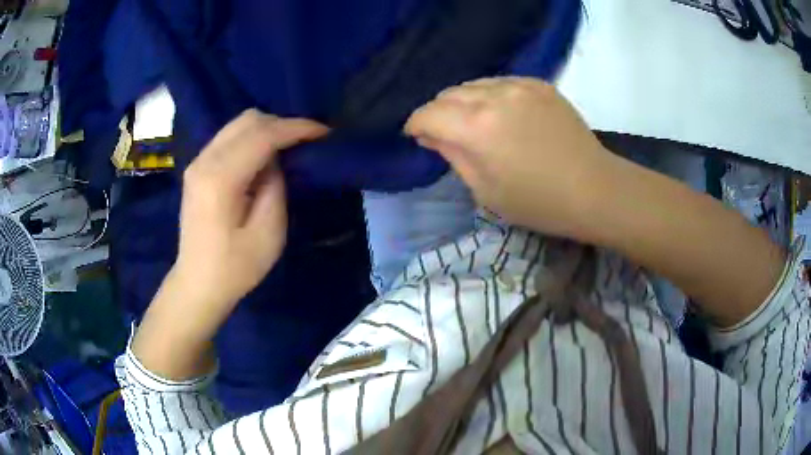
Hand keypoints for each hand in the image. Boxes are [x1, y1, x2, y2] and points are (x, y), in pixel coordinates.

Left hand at [174, 110, 327, 315]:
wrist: (198, 284)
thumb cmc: (235, 268)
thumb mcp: (268, 233)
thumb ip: (275, 186)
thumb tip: (277, 160)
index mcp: (220, 179)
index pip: (262, 135)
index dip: (295, 128)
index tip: (323, 132)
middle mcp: (205, 161)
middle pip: (248, 120)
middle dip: (281, 124)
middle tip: (306, 141)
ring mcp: (198, 162)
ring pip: (237, 125)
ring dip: (266, 129)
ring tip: (288, 147)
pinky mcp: (197, 169)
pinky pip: (229, 137)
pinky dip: (251, 138)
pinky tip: (264, 156)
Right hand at [405, 77, 610, 238]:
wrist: (594, 189)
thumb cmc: (538, 202)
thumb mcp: (485, 191)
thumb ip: (453, 156)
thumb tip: (432, 135)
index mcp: (477, 128)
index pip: (428, 113)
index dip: (416, 125)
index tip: (418, 136)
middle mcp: (494, 96)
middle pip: (448, 94)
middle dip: (439, 113)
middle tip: (448, 135)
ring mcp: (519, 85)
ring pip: (473, 84)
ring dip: (464, 102)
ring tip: (477, 123)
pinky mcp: (539, 84)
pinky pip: (500, 83)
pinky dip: (491, 96)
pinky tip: (504, 115)